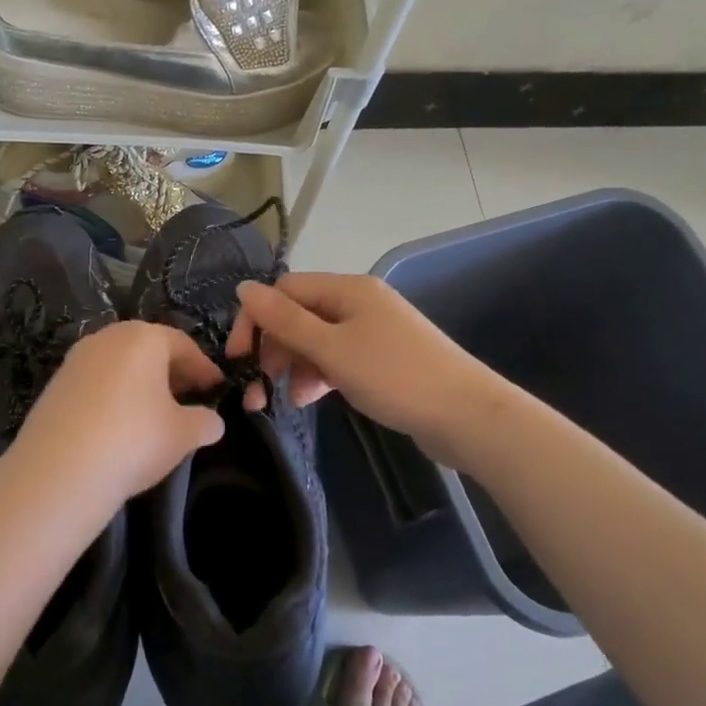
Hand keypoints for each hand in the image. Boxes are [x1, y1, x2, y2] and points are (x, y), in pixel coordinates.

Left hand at [2, 321, 226, 521]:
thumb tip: (213, 422)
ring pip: (119, 364)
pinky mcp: (54, 385)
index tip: (216, 387)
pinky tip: (120, 423)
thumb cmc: (133, 441)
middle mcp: (107, 338)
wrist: (58, 472)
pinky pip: (96, 382)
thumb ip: (204, 422)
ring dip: (141, 382)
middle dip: (171, 371)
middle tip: (189, 396)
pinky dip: (114, 395)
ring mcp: (75, 360)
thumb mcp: (182, 435)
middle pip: (147, 348)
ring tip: (155, 412)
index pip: (182, 345)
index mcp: (143, 338)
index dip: (203, 367)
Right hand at [226, 273, 502, 466]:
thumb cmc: (394, 377)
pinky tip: (311, 398)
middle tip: (259, 385)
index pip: (285, 291)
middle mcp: (359, 302)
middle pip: (299, 315)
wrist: (466, 416)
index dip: (256, 320)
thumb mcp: (332, 349)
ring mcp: (372, 331)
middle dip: (275, 347)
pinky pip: (337, 359)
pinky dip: (319, 375)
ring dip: (294, 365)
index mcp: (348, 289)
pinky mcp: (381, 359)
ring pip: (316, 340)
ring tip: (286, 399)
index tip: (239, 359)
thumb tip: (243, 288)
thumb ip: (285, 321)